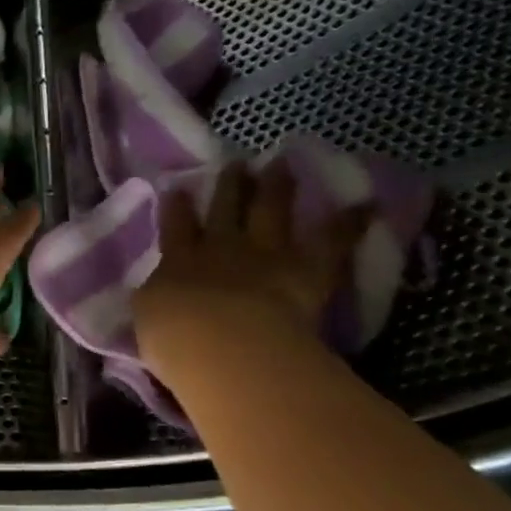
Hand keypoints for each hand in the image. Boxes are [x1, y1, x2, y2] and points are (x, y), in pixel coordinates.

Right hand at [133, 161, 370, 342]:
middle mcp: (221, 248)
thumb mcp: (145, 317)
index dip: (177, 207)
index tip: (179, 188)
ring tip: (281, 164)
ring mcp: (266, 254)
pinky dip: (349, 222)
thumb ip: (153, 298)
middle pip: (225, 210)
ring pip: (270, 212)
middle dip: (229, 186)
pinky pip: (332, 242)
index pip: (176, 228)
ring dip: (276, 187)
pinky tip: (366, 203)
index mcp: (179, 262)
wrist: (226, 346)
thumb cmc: (174, 340)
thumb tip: (150, 287)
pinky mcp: (307, 270)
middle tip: (236, 164)